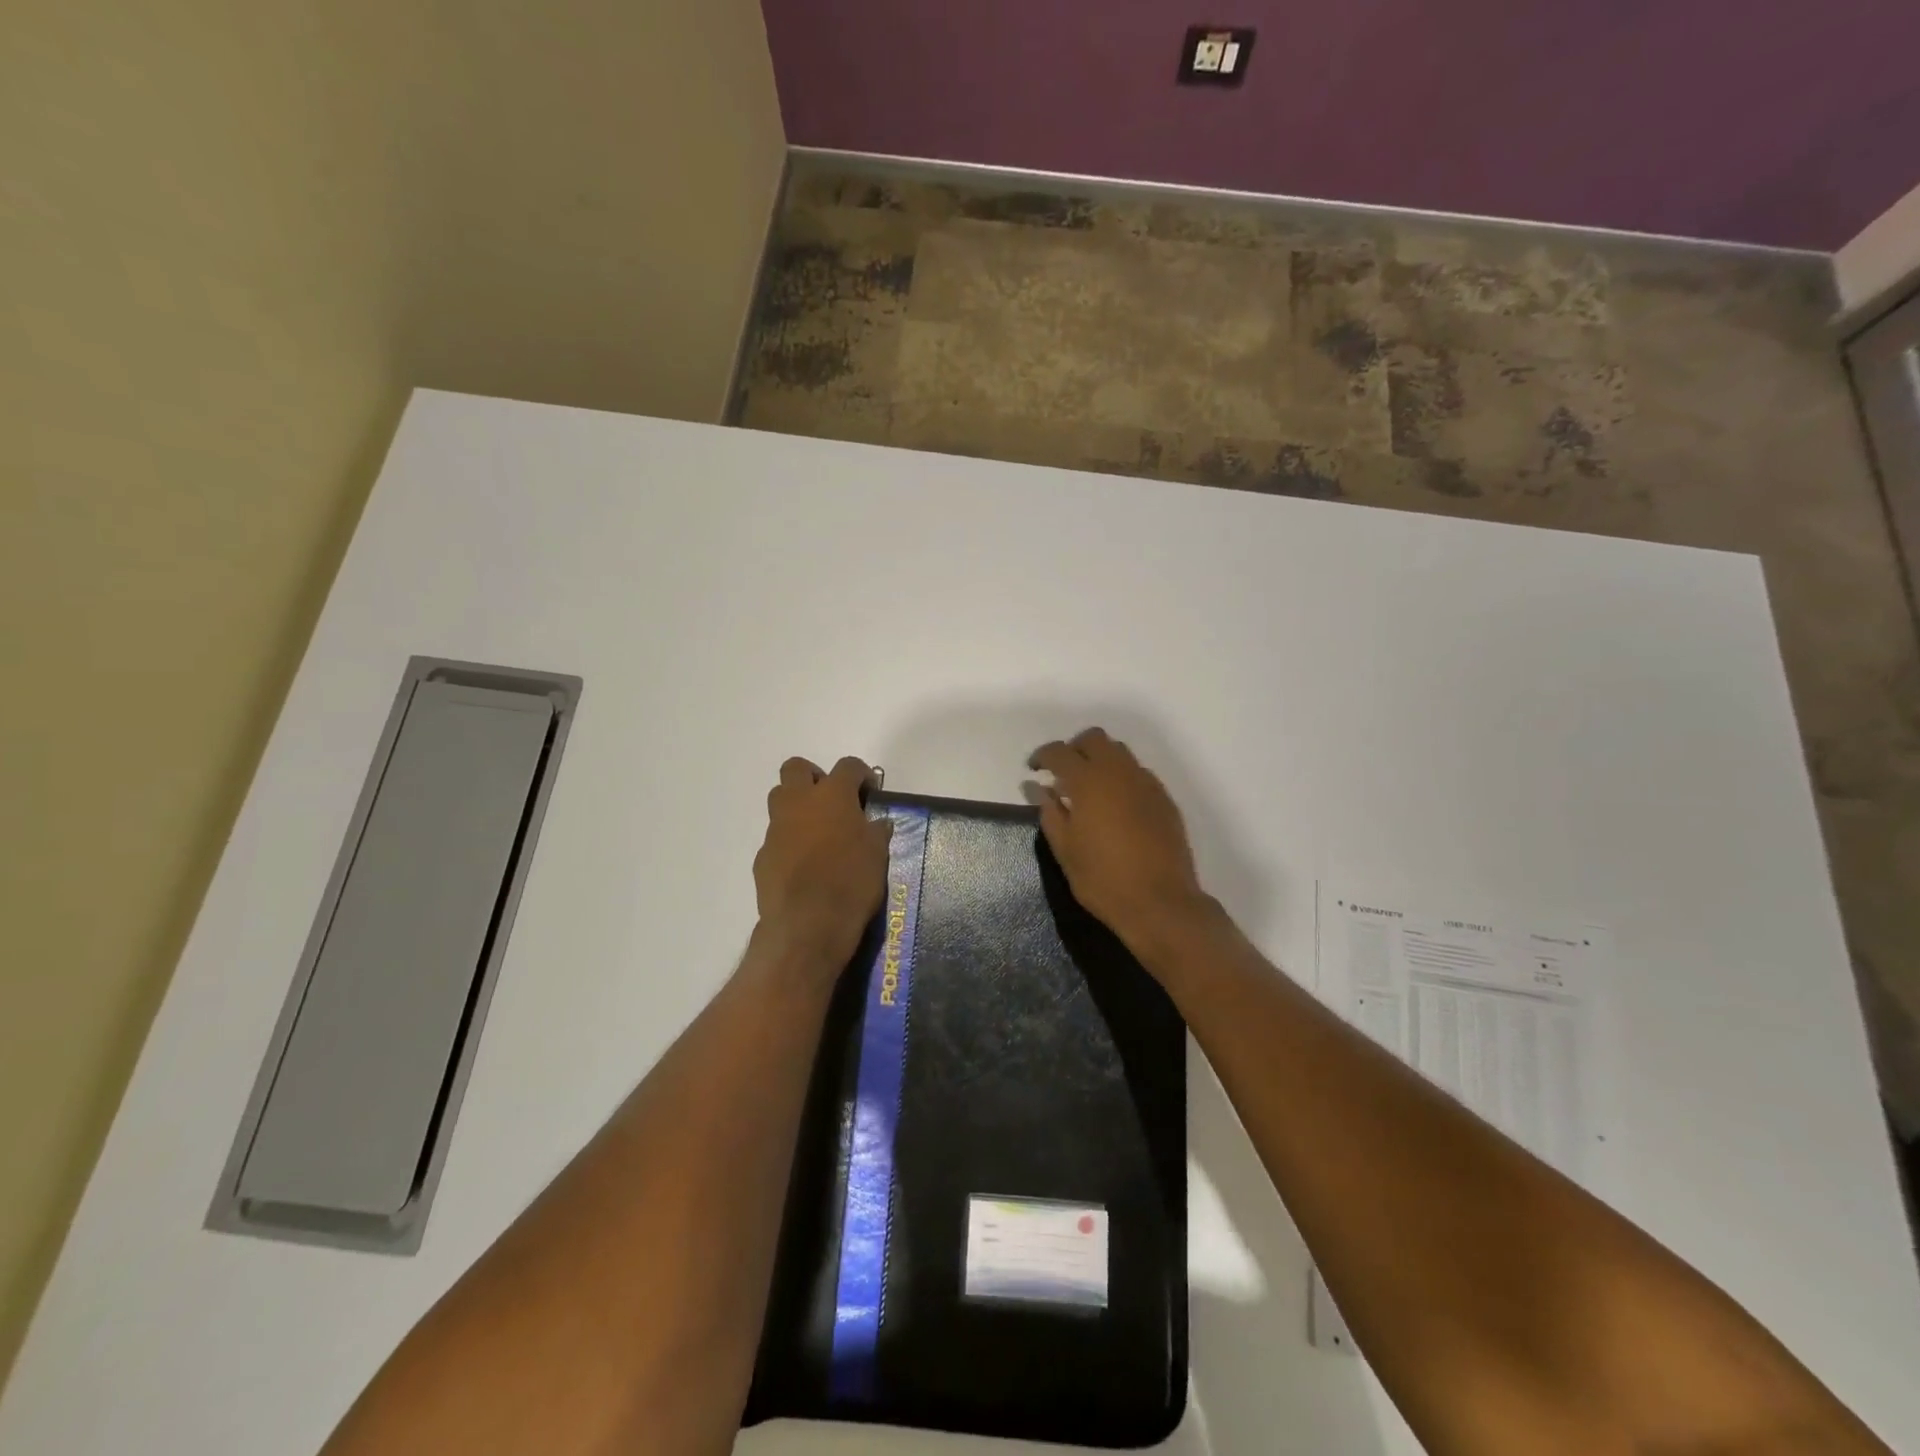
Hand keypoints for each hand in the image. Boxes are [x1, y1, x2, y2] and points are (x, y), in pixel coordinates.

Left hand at [754, 756, 891, 964]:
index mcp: (832, 795)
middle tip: (832, 799)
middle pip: (796, 768)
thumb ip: (875, 832)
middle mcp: (799, 803)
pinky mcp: (762, 855)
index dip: (861, 774)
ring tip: (818, 831)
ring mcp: (776, 829)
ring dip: (797, 806)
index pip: (848, 766)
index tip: (869, 791)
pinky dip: (789, 842)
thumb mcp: (877, 855)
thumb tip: (876, 824)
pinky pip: (776, 838)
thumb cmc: (851, 882)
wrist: (808, 924)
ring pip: (779, 799)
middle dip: (814, 777)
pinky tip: (804, 866)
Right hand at [1027, 728, 1212, 952]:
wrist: (1161, 903)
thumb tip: (1038, 787)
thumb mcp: (1065, 850)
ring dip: (1100, 760)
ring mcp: (1146, 783)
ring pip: (1119, 752)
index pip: (1060, 752)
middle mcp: (1119, 772)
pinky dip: (1121, 778)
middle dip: (1074, 749)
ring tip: (1089, 789)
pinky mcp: (1164, 799)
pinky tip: (1115, 806)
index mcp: (1088, 782)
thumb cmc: (1103, 880)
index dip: (1043, 756)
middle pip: (1094, 739)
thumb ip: (1050, 812)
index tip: (1033, 770)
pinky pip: (1138, 773)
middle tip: (1062, 774)